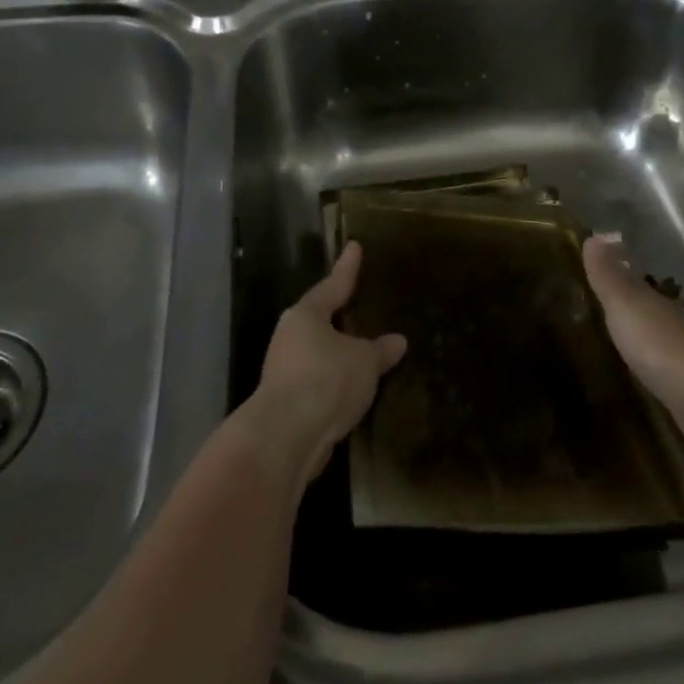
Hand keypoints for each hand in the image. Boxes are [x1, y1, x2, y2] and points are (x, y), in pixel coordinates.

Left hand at [250, 243, 406, 480]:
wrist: (286, 437)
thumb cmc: (326, 380)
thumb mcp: (364, 362)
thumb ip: (380, 350)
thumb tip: (398, 341)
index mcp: (306, 315)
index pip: (333, 285)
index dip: (348, 267)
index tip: (354, 246)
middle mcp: (290, 337)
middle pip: (320, 319)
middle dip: (340, 314)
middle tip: (360, 303)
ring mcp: (285, 371)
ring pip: (318, 353)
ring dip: (338, 353)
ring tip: (364, 351)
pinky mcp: (287, 402)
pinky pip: (319, 382)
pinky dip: (335, 381)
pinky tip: (353, 389)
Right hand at [583, 235, 683, 446]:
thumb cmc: (656, 342)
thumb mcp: (624, 303)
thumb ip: (609, 274)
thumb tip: (595, 235)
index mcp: (659, 302)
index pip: (642, 283)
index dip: (626, 276)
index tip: (612, 271)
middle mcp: (677, 324)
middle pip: (657, 310)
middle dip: (643, 308)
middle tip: (618, 309)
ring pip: (668, 340)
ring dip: (653, 339)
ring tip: (631, 343)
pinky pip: (671, 370)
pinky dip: (662, 368)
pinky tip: (652, 376)